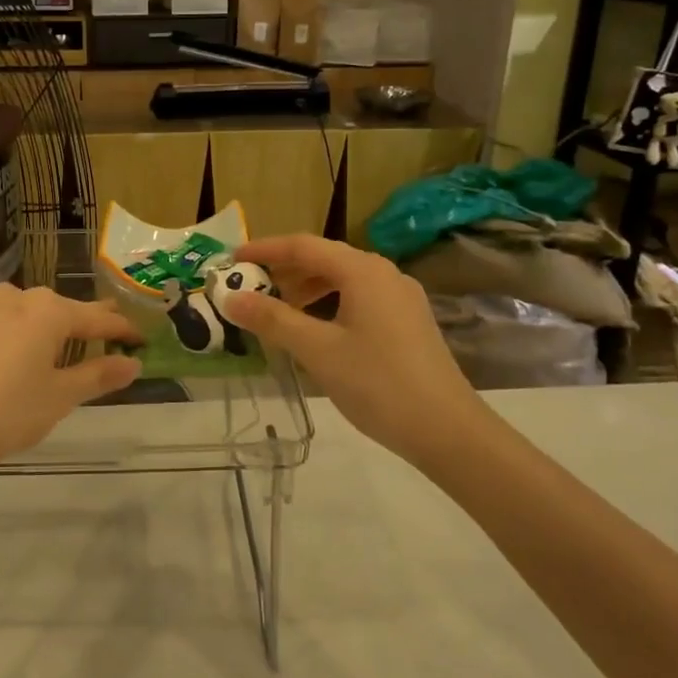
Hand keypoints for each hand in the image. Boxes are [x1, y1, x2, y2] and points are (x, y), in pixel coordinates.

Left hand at [0, 285, 142, 477]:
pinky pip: (14, 322)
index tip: (143, 339)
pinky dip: (33, 334)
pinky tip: (37, 352)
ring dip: (61, 328)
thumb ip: (98, 376)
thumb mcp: (59, 397)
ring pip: (38, 314)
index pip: (97, 320)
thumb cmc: (5, 412)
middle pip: (66, 310)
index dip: (123, 331)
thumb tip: (133, 364)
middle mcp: (20, 298)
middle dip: (92, 324)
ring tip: (81, 344)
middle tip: (117, 335)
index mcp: (48, 310)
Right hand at [224, 234, 479, 463]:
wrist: (447, 430)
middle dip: (283, 270)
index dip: (264, 249)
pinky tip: (315, 330)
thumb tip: (231, 298)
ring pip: (342, 280)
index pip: (303, 246)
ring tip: (277, 311)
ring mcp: (401, 297)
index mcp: (362, 271)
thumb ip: (272, 319)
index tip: (231, 260)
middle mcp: (384, 273)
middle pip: (324, 259)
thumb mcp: (317, 350)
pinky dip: (328, 304)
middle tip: (249, 288)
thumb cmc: (377, 383)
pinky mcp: (408, 321)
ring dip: (305, 289)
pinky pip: (359, 298)